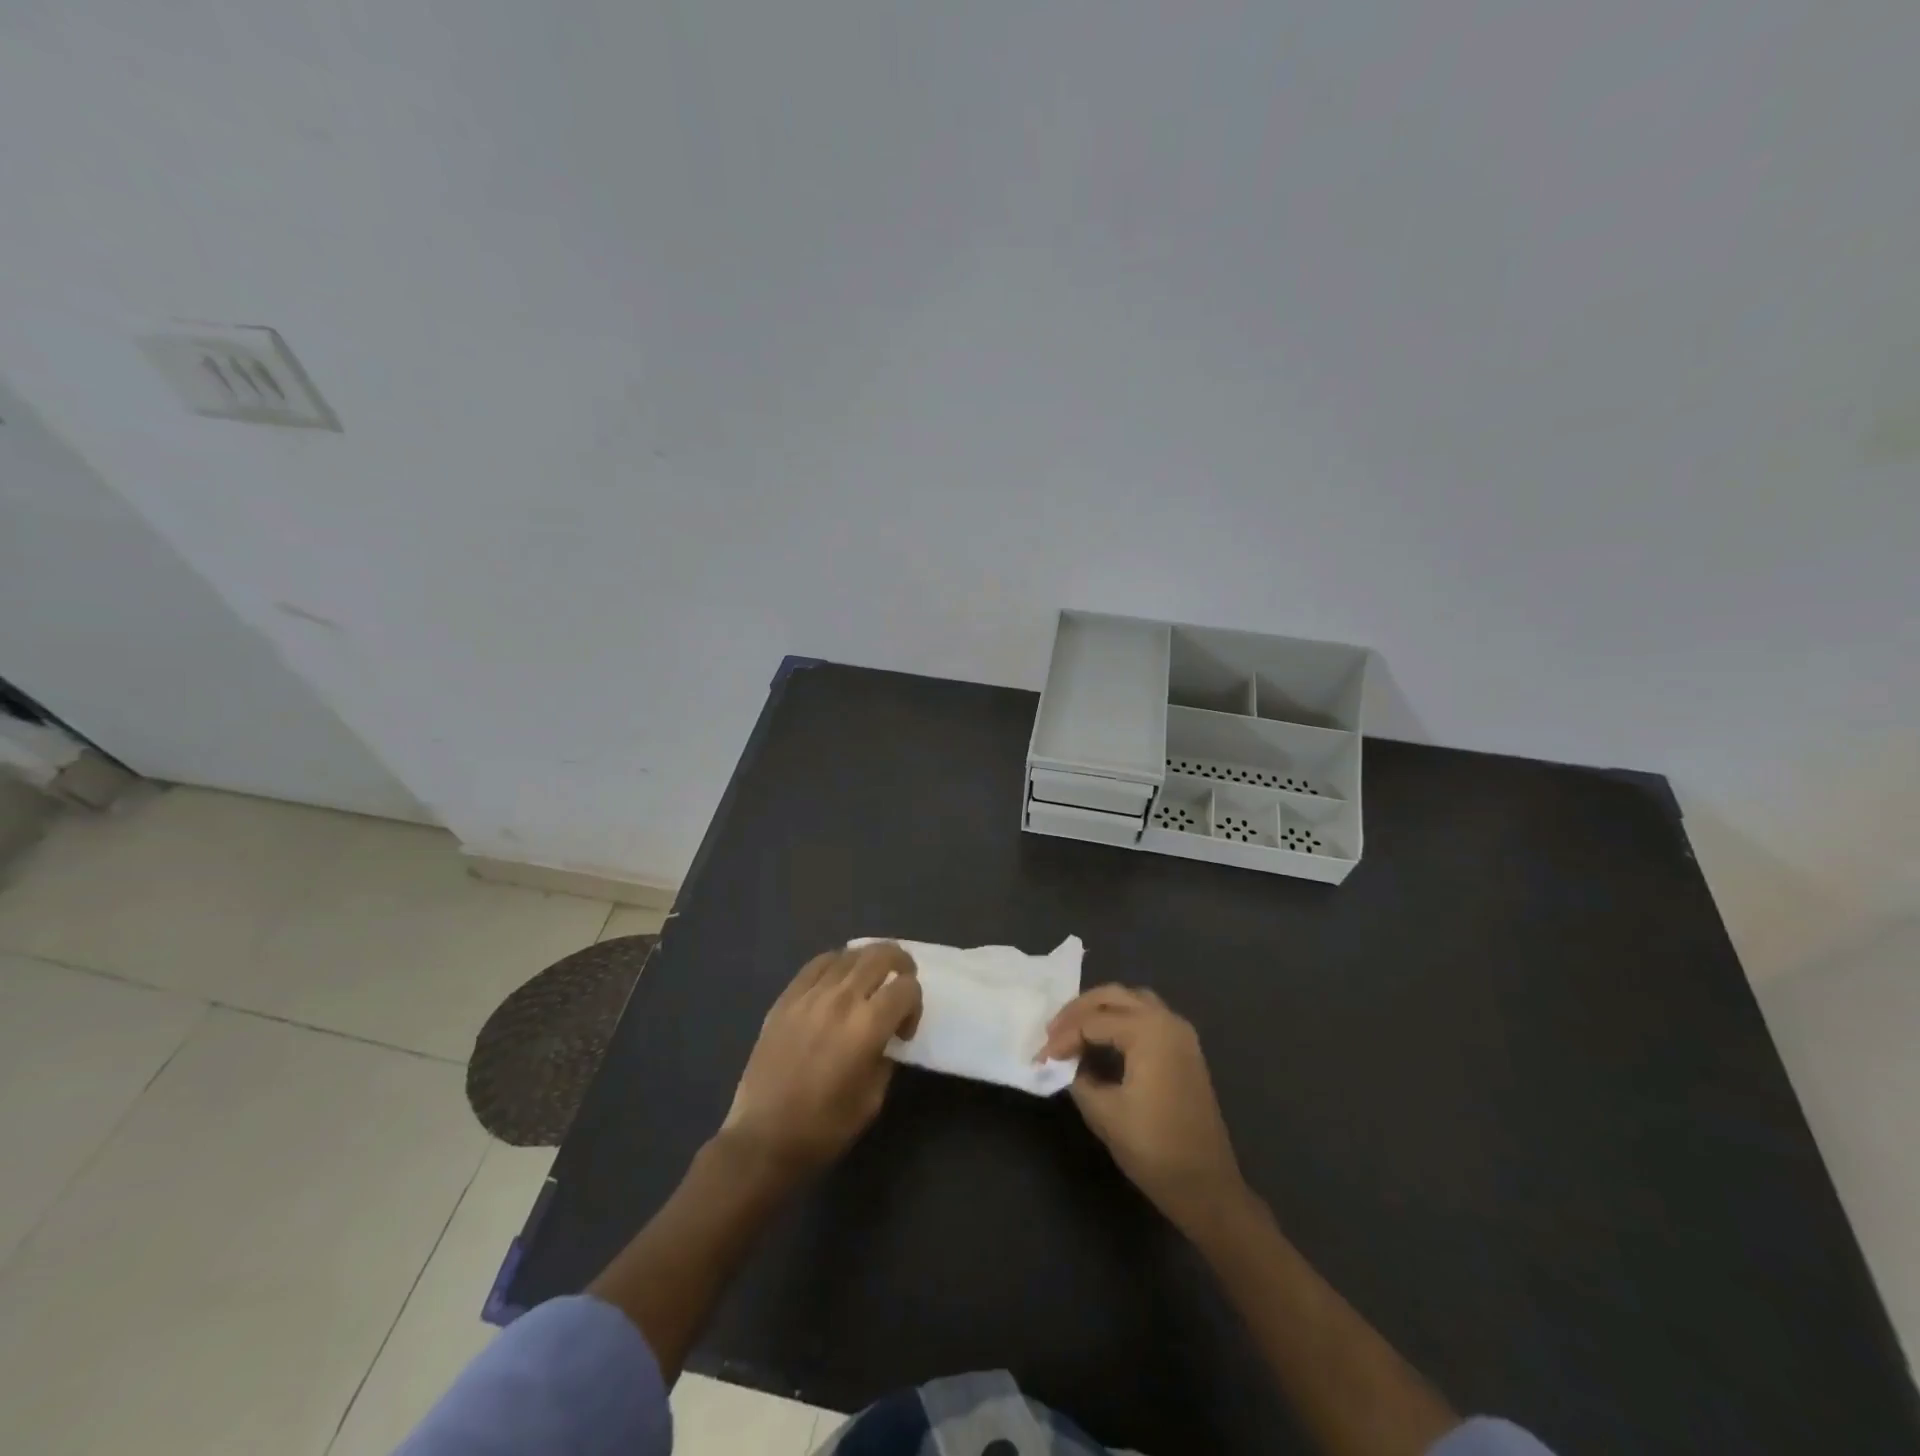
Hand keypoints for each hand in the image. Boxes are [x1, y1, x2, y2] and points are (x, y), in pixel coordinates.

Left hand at [722, 942, 921, 1175]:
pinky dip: (836, 963)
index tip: (903, 1031)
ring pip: (849, 954)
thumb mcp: (873, 1099)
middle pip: (880, 955)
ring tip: (871, 978)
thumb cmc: (824, 1128)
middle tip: (901, 982)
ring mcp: (810, 995)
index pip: (906, 988)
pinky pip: (817, 964)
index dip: (915, 1004)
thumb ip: (886, 1057)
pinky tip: (838, 979)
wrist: (763, 1139)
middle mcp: (841, 999)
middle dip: (900, 964)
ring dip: (868, 961)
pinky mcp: (786, 998)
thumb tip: (887, 1036)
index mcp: (867, 1026)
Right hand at [1041, 985, 1244, 1226]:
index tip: (1039, 1059)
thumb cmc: (1154, 1149)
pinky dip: (1120, 1019)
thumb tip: (1066, 1064)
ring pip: (1131, 1001)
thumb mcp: (1104, 1113)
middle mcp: (1167, 1020)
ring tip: (1073, 1031)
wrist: (1207, 1187)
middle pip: (1113, 996)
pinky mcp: (1184, 1049)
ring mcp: (1180, 1033)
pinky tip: (1102, 1041)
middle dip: (1078, 1011)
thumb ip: (1078, 1078)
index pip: (1093, 1022)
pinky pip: (1146, 1016)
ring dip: (1100, 1010)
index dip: (1062, 1039)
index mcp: (1148, 1030)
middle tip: (1052, 1033)